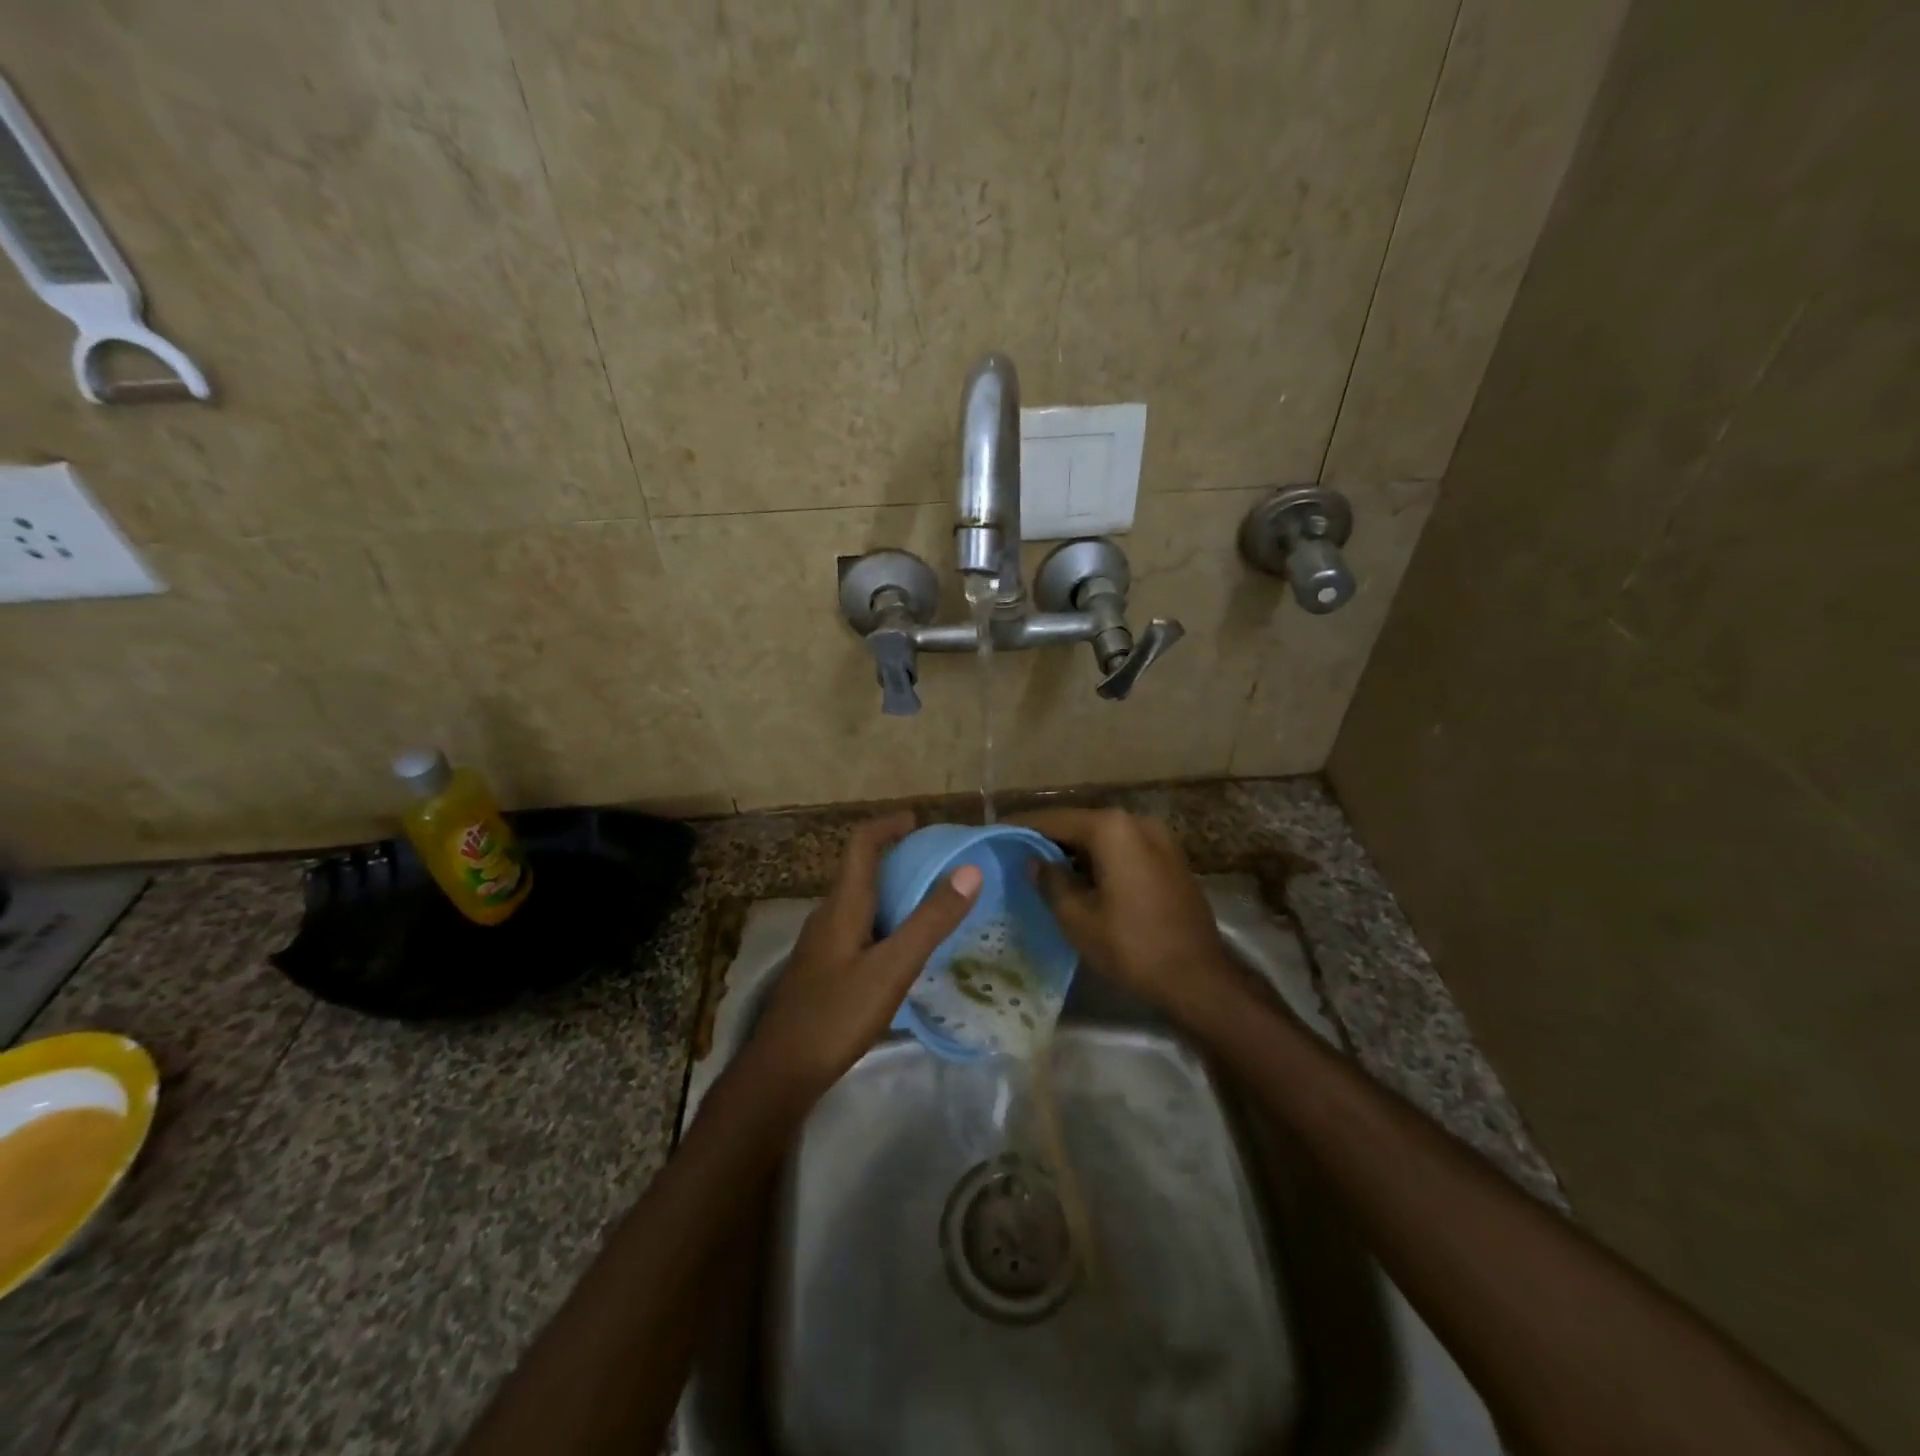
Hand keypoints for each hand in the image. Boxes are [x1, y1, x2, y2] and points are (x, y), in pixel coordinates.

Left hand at [745, 812, 981, 1098]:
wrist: (780, 1072)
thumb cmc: (837, 1014)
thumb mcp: (892, 967)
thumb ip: (930, 920)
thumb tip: (970, 870)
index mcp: (843, 905)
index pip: (861, 844)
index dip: (888, 825)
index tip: (919, 821)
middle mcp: (828, 915)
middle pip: (862, 871)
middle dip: (897, 859)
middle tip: (938, 866)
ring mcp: (822, 944)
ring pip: (861, 903)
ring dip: (892, 893)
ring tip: (930, 905)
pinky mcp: (823, 970)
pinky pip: (858, 929)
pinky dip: (885, 923)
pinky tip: (903, 951)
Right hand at [1013, 808, 1238, 1027]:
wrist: (1197, 978)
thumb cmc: (1131, 945)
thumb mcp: (1077, 917)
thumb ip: (1050, 881)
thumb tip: (1034, 861)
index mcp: (1112, 828)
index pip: (1055, 820)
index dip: (1023, 827)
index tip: (998, 832)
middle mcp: (1137, 822)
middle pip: (1082, 824)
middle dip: (1051, 838)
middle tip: (1018, 853)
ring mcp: (1160, 839)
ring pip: (1105, 837)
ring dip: (1077, 850)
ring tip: (1045, 868)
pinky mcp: (1171, 860)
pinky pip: (1126, 850)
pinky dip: (1102, 859)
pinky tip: (1083, 879)